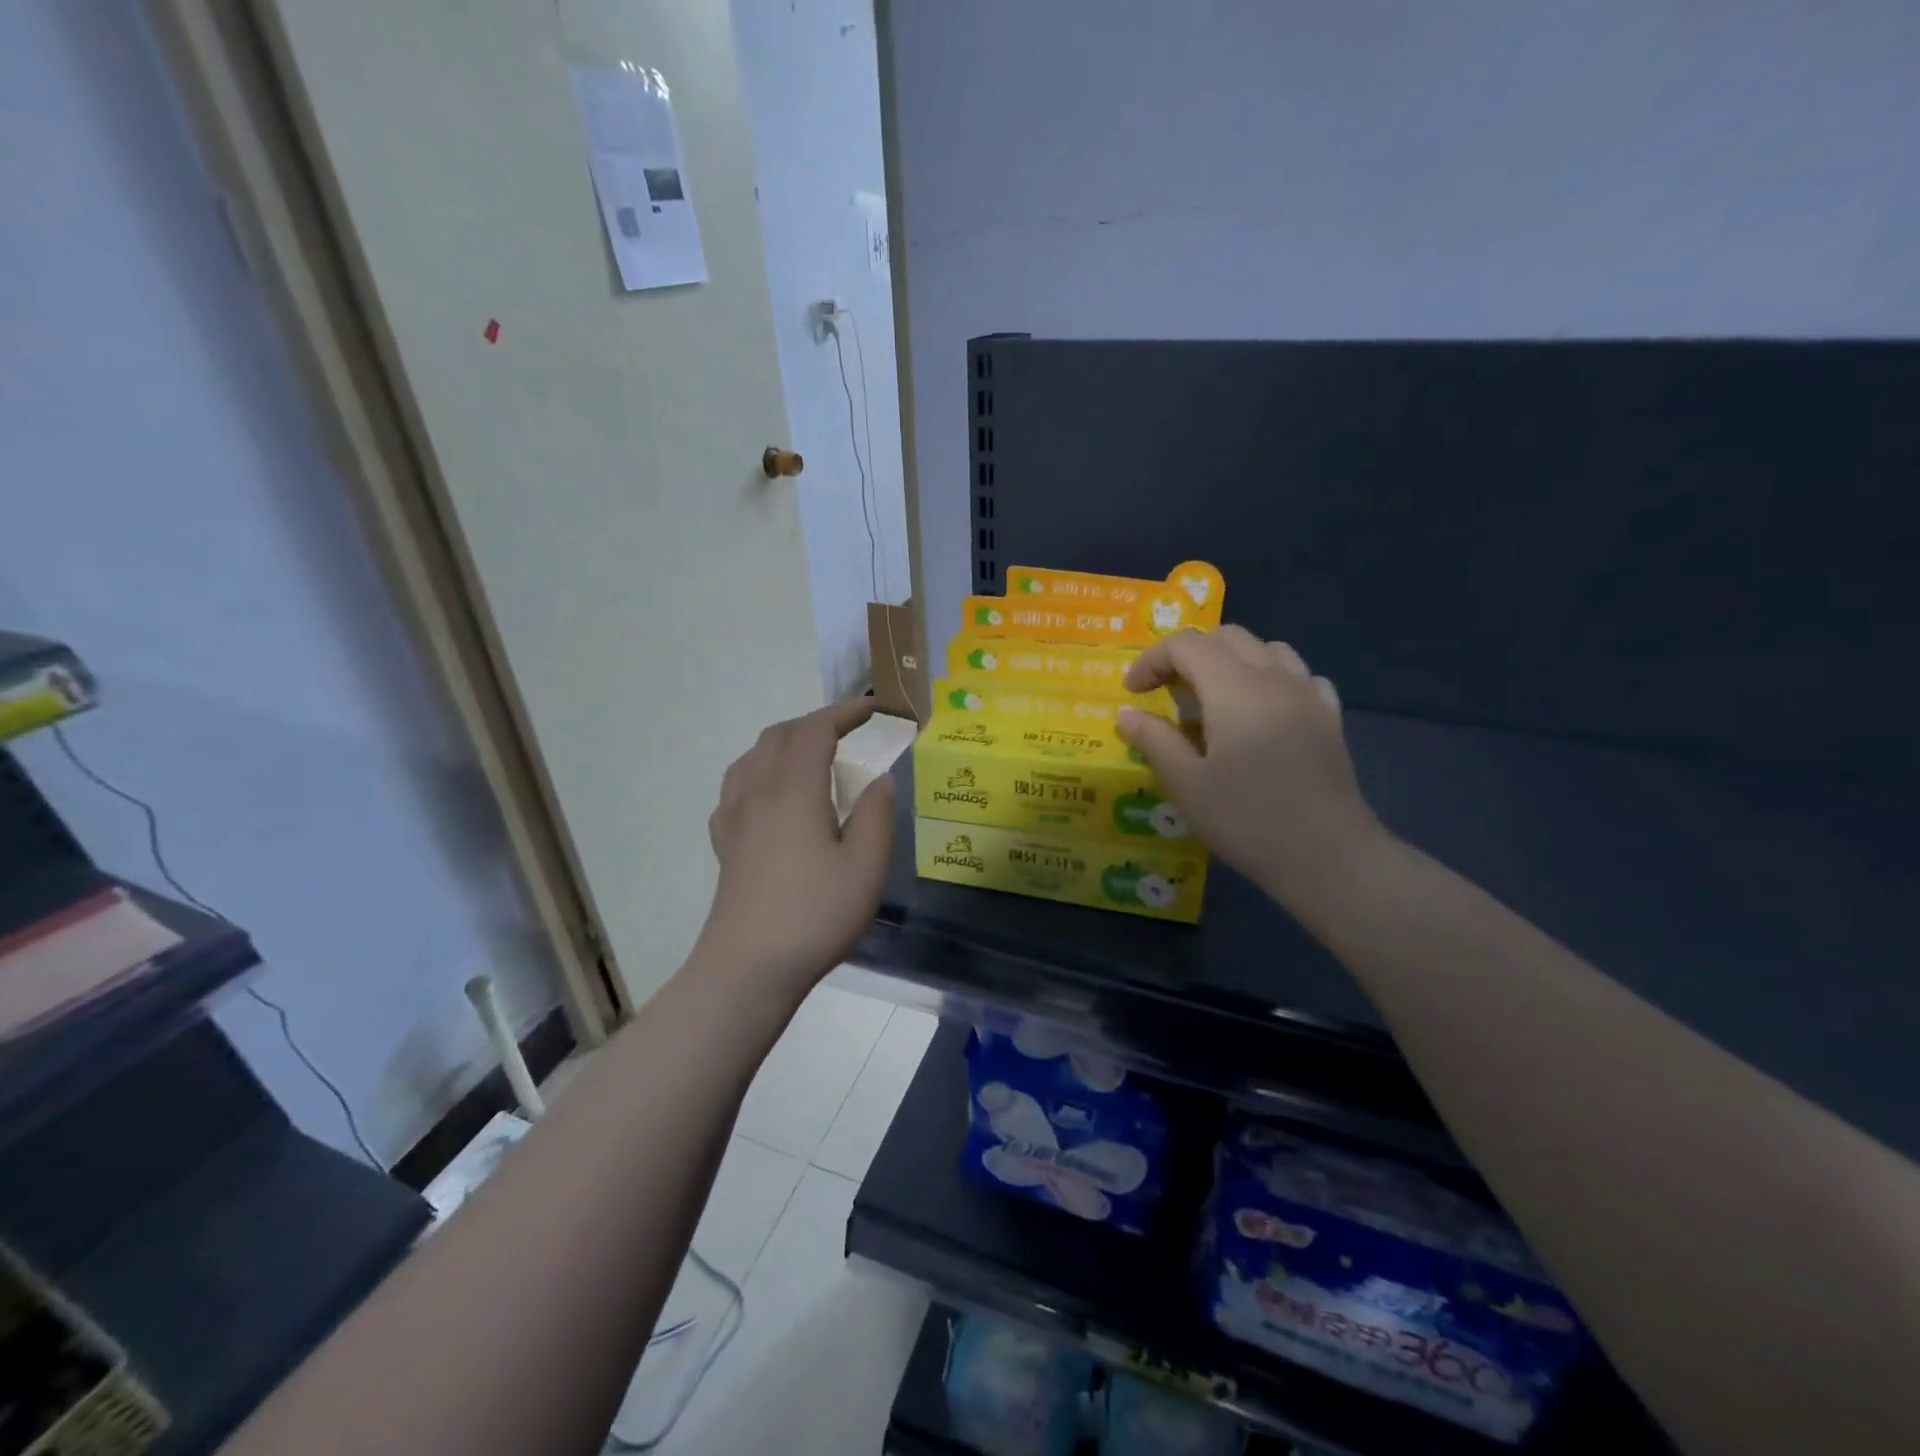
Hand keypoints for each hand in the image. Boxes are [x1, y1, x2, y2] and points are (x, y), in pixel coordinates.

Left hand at [693, 700, 896, 1001]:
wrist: (748, 967)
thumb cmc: (815, 914)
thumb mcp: (866, 865)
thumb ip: (876, 814)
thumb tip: (880, 779)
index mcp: (794, 789)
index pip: (815, 730)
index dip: (844, 712)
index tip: (873, 711)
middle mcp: (758, 791)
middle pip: (779, 735)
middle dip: (815, 722)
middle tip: (848, 732)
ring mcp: (734, 817)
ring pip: (753, 757)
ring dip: (784, 742)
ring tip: (811, 755)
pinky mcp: (725, 843)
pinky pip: (737, 786)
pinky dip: (760, 771)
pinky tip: (772, 796)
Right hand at [1117, 627, 1385, 912]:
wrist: (1327, 856)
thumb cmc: (1247, 820)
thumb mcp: (1186, 784)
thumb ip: (1153, 740)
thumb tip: (1126, 714)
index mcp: (1234, 688)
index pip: (1186, 645)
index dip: (1151, 660)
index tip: (1133, 694)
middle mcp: (1275, 677)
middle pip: (1226, 637)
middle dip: (1187, 654)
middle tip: (1166, 692)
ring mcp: (1308, 695)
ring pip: (1266, 649)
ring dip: (1230, 660)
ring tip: (1212, 697)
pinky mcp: (1329, 718)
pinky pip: (1298, 675)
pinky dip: (1270, 678)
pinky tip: (1261, 711)